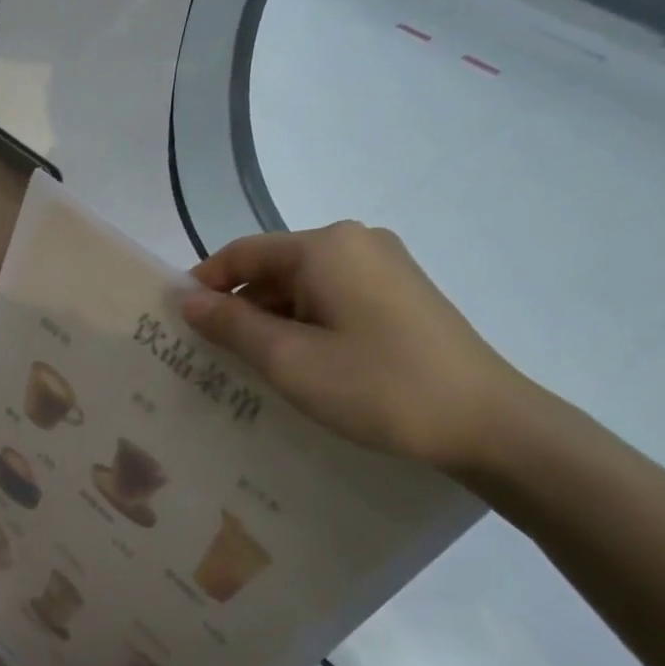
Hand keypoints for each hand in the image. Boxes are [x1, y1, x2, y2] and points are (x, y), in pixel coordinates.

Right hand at [183, 222, 524, 472]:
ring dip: (270, 321)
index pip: (241, 253)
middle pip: (272, 268)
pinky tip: (299, 364)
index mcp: (325, 247)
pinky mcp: (401, 294)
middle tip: (209, 356)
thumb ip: (231, 324)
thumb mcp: (288, 359)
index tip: (177, 323)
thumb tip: (187, 299)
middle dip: (237, 308)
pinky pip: (332, 299)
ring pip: (302, 286)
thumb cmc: (377, 386)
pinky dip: (304, 325)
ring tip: (250, 368)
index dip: (203, 284)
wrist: (487, 422)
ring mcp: (384, 267)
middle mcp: (355, 243)